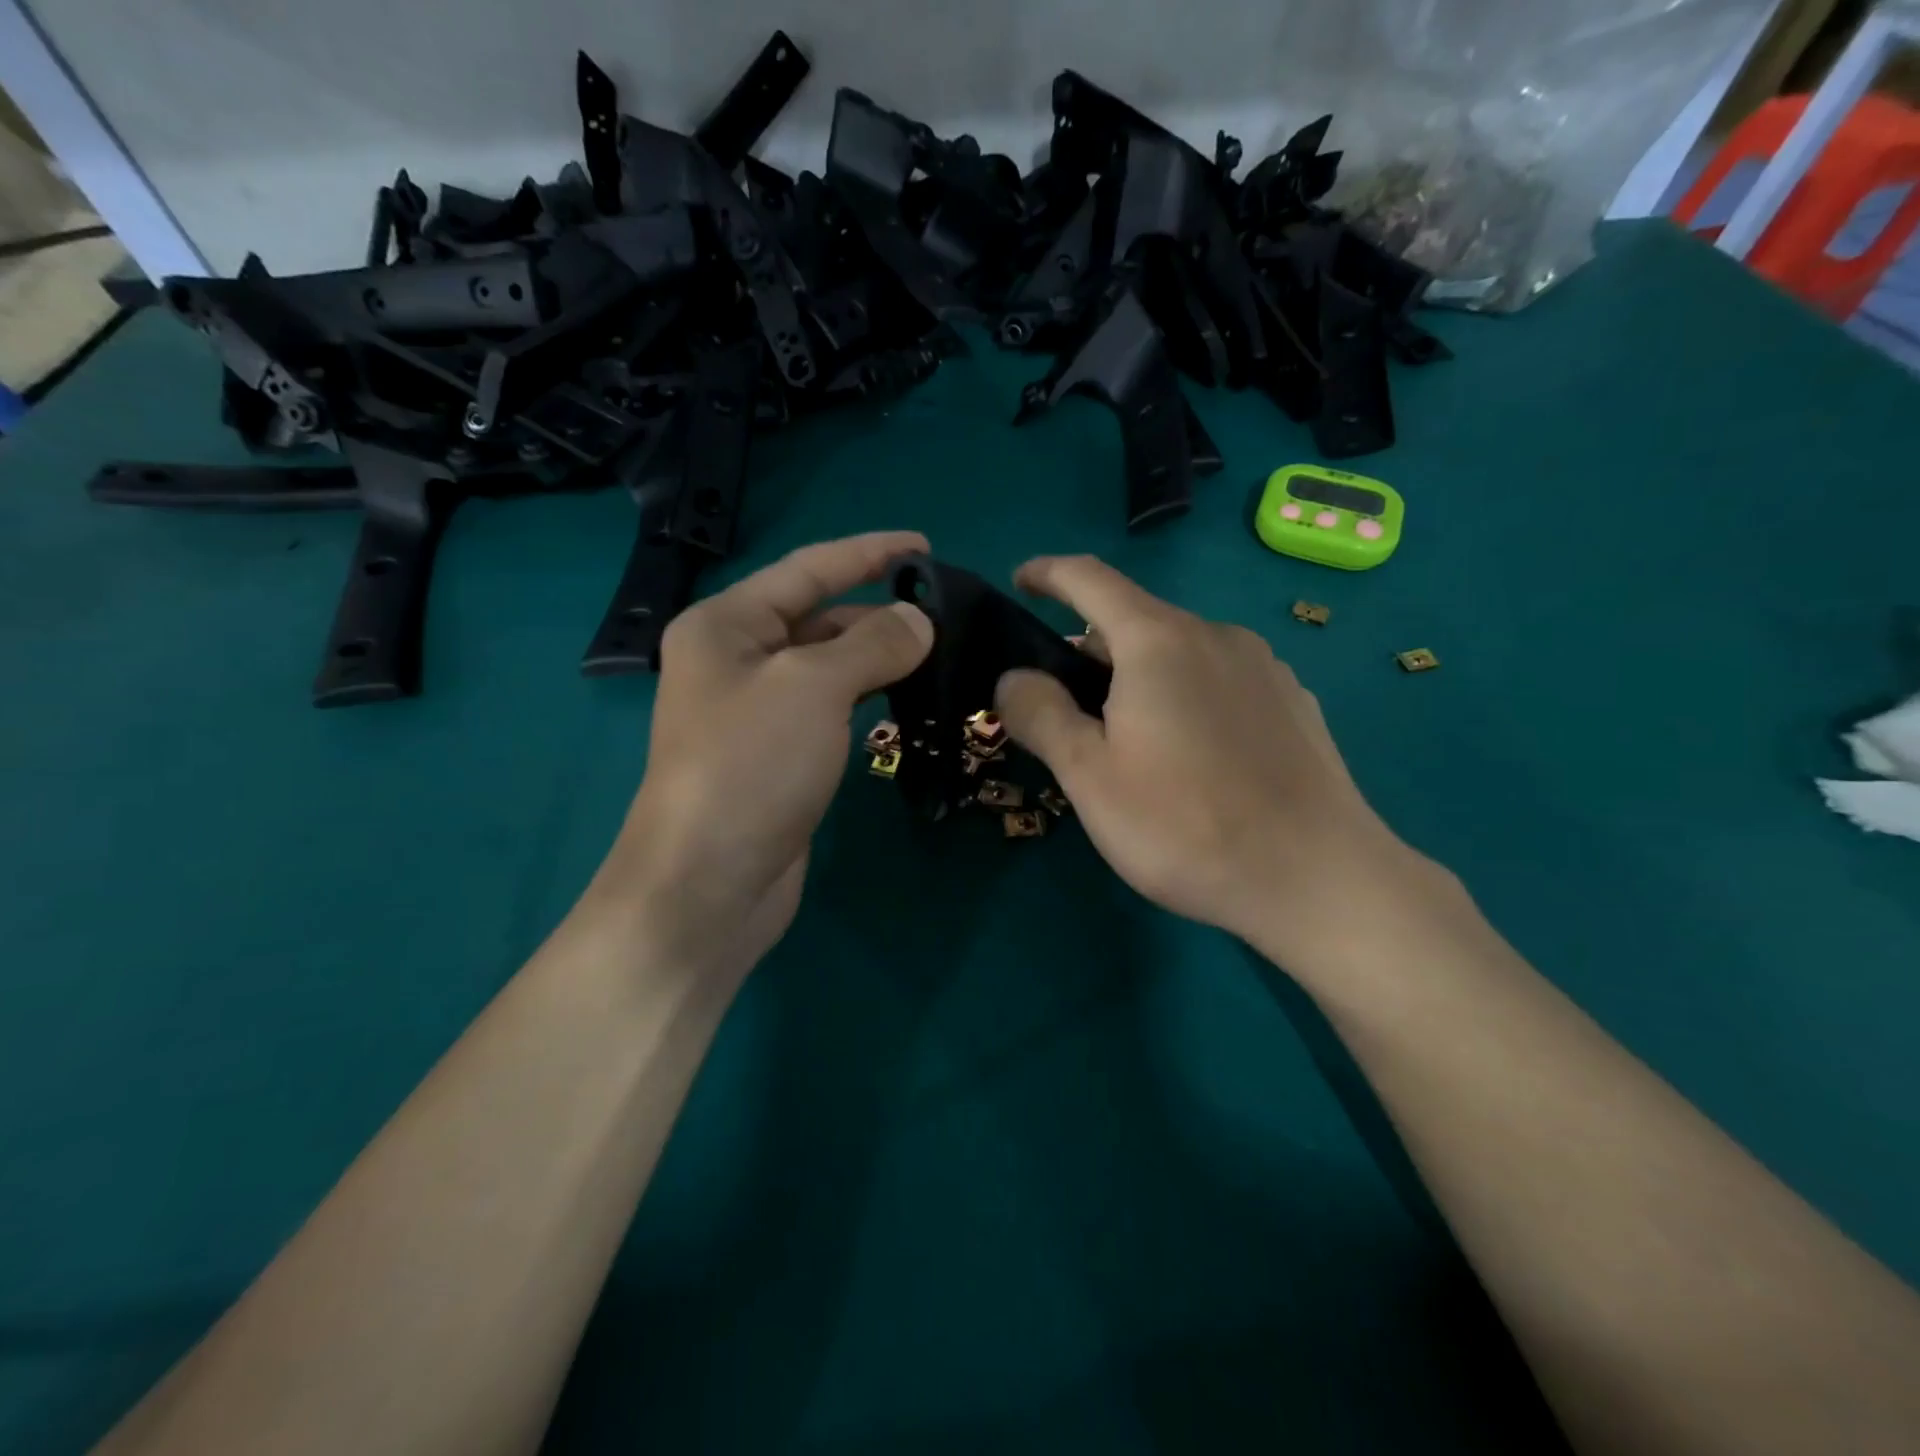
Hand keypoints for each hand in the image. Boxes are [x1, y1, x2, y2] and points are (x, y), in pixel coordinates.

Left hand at [592, 532, 933, 982]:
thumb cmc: (751, 765)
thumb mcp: (815, 686)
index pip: (807, 570)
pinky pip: (830, 708)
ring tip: (938, 654)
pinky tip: (904, 699)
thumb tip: (919, 621)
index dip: (867, 552)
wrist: (709, 882)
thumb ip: (873, 643)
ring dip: (877, 658)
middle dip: (878, 612)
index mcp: (726, 624)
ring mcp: (755, 712)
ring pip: (827, 667)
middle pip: (817, 617)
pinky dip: (866, 697)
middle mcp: (735, 660)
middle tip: (945, 617)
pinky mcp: (778, 755)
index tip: (924, 546)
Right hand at [994, 555, 1430, 969]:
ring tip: (1127, 739)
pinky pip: (1220, 680)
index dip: (1049, 573)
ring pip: (1181, 652)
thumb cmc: (1185, 825)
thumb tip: (1014, 677)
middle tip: (1064, 706)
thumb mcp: (1089, 777)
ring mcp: (1264, 667)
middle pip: (1136, 621)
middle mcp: (1215, 635)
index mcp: (1158, 641)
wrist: (1317, 877)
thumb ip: (1042, 715)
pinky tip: (1192, 756)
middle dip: (1091, 649)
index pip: (1090, 579)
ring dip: (1140, 676)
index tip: (1021, 582)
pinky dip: (1186, 695)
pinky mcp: (1294, 702)